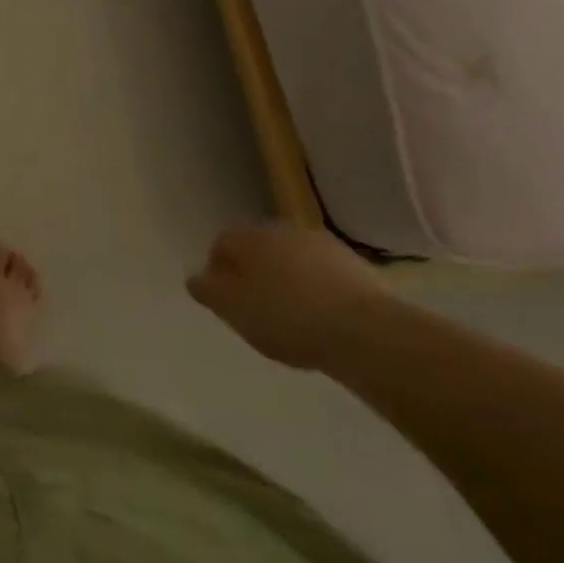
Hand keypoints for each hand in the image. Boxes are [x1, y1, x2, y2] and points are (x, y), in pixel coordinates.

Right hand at [186, 223, 388, 369]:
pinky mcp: (356, 265)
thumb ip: (207, 291)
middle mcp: (282, 230)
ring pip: (292, 261)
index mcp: (248, 237)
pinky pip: (324, 276)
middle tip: (258, 310)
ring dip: (288, 281)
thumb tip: (197, 279)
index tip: (227, 303)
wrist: (366, 332)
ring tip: (294, 318)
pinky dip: (318, 291)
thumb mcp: (232, 309)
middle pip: (258, 250)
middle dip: (255, 274)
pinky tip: (324, 320)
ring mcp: (322, 245)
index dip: (219, 273)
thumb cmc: (286, 318)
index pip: (221, 245)